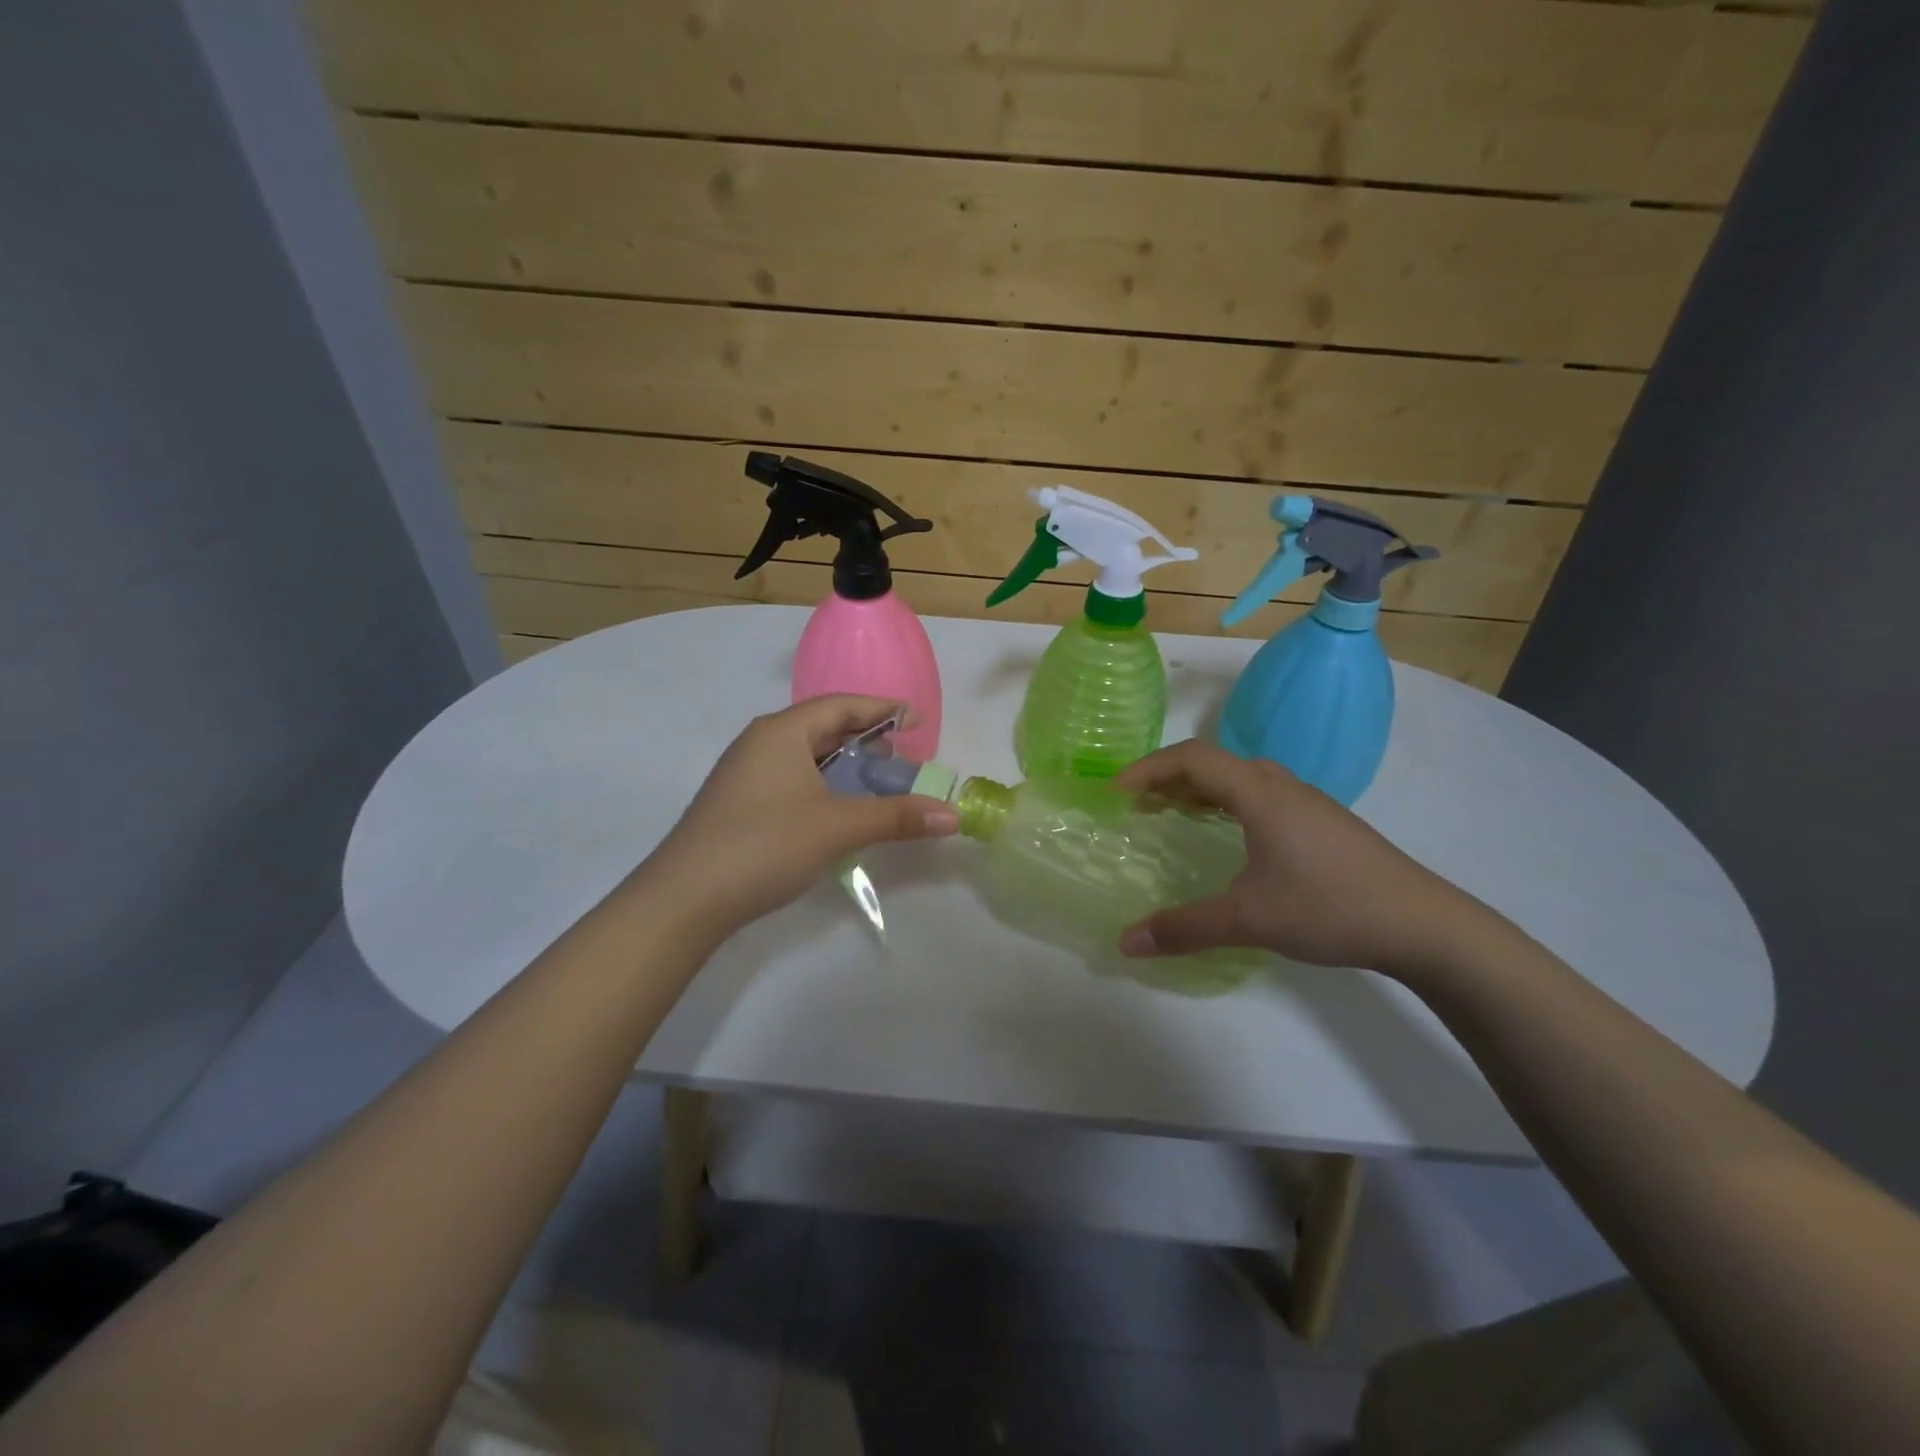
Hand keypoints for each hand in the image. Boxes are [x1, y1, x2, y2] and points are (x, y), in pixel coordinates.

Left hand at [641, 696, 958, 934]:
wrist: (684, 899)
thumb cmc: (764, 845)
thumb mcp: (837, 827)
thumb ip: (896, 817)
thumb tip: (954, 815)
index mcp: (782, 731)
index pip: (841, 705)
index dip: (882, 708)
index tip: (917, 718)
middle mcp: (761, 742)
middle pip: (823, 726)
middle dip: (865, 738)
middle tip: (901, 757)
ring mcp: (745, 773)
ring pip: (806, 755)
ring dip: (843, 764)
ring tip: (875, 783)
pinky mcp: (739, 802)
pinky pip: (792, 778)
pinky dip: (823, 784)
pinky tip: (837, 810)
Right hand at [1113, 740, 1497, 979]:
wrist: (1424, 925)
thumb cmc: (1330, 908)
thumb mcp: (1249, 919)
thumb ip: (1183, 927)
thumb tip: (1125, 943)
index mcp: (1259, 793)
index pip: (1192, 758)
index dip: (1148, 769)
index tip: (1116, 794)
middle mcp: (1281, 785)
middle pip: (1214, 761)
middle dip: (1168, 777)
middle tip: (1137, 805)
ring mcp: (1308, 802)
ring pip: (1240, 777)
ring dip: (1200, 788)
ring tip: (1172, 813)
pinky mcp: (1324, 823)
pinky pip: (1260, 795)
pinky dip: (1227, 802)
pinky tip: (1228, 835)